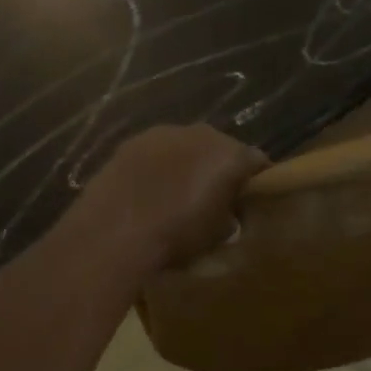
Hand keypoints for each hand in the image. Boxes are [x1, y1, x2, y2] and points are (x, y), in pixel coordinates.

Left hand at [71, 125, 267, 275]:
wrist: (113, 232)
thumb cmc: (176, 236)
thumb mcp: (217, 236)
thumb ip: (231, 217)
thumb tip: (229, 214)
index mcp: (231, 156)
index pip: (257, 161)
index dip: (256, 180)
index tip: (251, 199)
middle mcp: (203, 134)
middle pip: (221, 148)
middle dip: (220, 168)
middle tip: (214, 196)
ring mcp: (164, 133)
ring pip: (187, 146)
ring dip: (187, 163)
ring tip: (177, 192)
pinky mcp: (132, 141)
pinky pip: (156, 151)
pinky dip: (158, 165)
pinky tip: (148, 189)